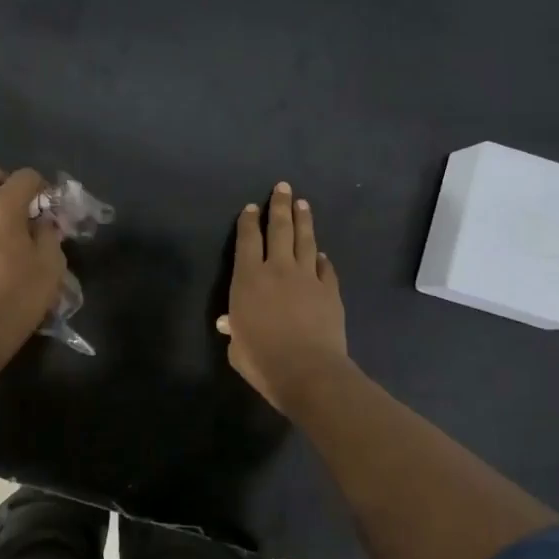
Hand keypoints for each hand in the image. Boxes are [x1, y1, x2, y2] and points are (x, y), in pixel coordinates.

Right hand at [217, 181, 348, 411]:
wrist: (308, 371)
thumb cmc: (262, 360)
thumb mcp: (237, 348)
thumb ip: (234, 330)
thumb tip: (229, 322)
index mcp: (249, 279)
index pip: (247, 241)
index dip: (249, 222)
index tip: (251, 208)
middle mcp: (278, 269)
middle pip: (279, 229)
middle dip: (280, 206)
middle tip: (283, 187)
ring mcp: (307, 277)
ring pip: (305, 240)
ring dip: (303, 220)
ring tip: (302, 204)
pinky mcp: (330, 290)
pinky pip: (325, 268)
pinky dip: (321, 258)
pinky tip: (321, 254)